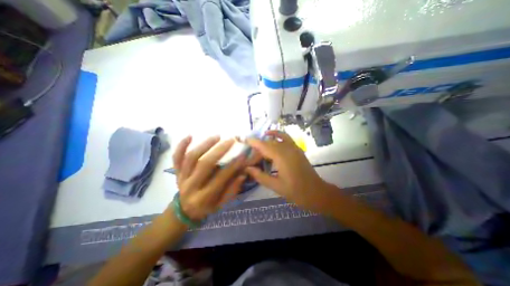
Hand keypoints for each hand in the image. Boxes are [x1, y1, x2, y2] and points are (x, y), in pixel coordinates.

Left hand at [171, 135, 246, 219]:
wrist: (184, 210)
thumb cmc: (206, 206)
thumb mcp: (221, 204)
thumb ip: (232, 190)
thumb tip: (242, 174)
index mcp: (203, 197)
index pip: (220, 178)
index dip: (233, 166)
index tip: (243, 155)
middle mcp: (191, 186)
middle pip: (205, 164)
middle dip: (219, 151)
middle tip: (231, 141)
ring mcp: (181, 177)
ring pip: (191, 158)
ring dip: (205, 145)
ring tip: (217, 136)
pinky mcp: (176, 171)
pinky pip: (177, 157)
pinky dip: (181, 145)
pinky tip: (190, 135)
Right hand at [246, 130, 337, 212]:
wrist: (316, 192)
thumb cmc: (296, 191)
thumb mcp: (275, 186)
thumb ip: (260, 176)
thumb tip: (247, 168)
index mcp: (281, 157)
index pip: (263, 146)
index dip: (253, 142)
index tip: (244, 140)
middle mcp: (287, 148)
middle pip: (268, 143)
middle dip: (258, 147)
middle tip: (251, 156)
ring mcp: (294, 147)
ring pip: (276, 139)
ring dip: (266, 140)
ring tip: (258, 147)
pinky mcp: (297, 149)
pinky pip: (285, 137)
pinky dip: (277, 134)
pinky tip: (271, 136)